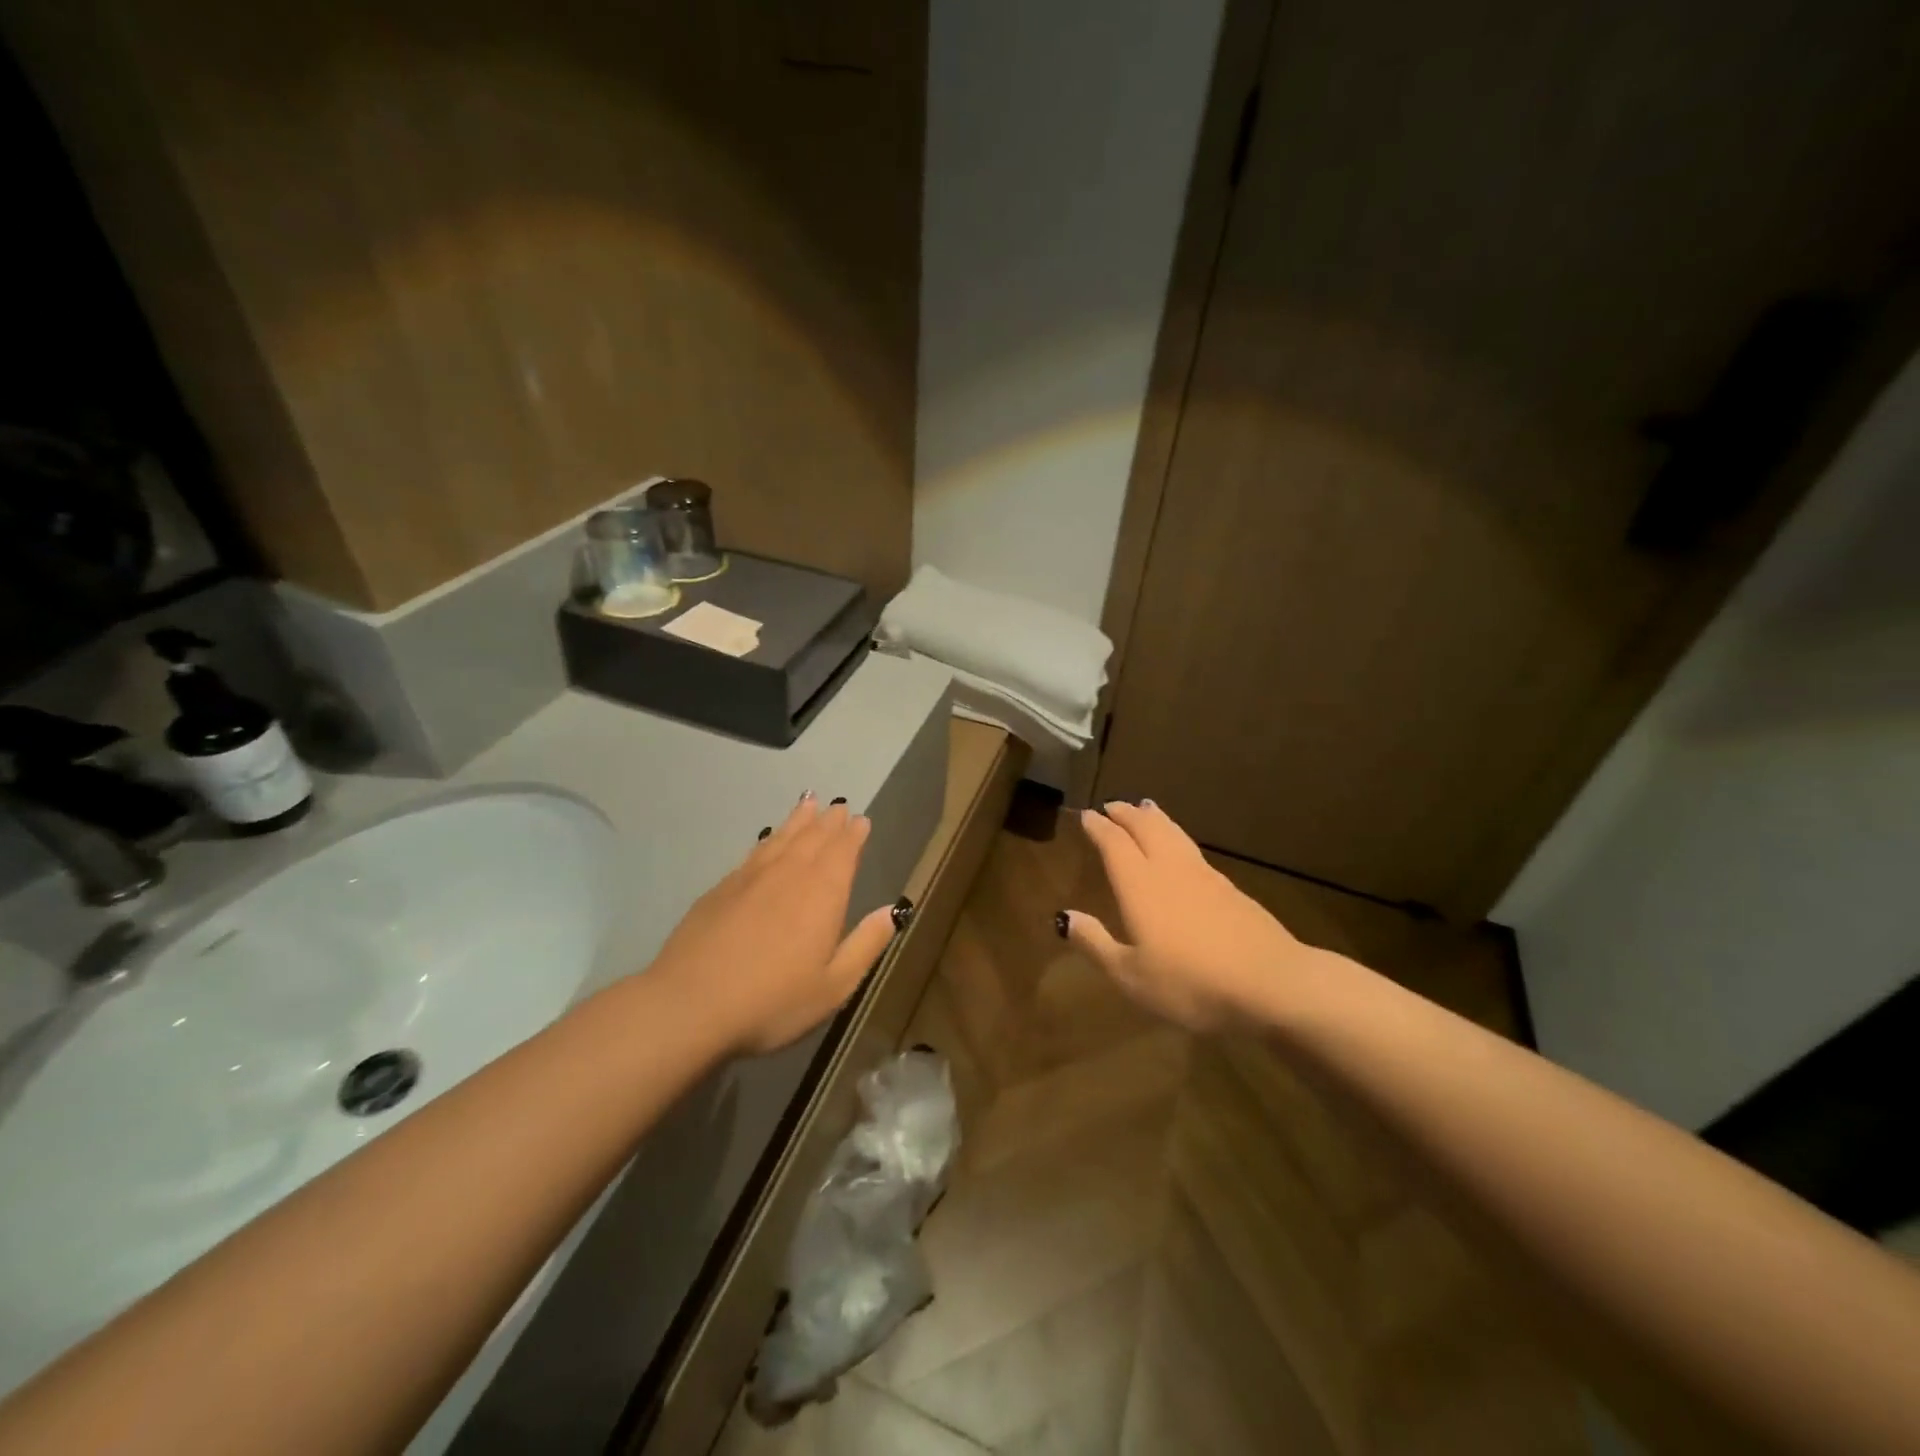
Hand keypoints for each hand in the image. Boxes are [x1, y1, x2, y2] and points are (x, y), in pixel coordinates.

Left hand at [650, 795, 903, 1055]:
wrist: (690, 1005)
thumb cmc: (772, 1001)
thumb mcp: (834, 985)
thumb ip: (866, 944)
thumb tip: (893, 910)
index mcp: (823, 894)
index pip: (843, 852)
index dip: (854, 835)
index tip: (861, 820)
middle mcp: (789, 875)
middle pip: (813, 838)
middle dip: (829, 822)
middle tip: (838, 806)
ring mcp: (751, 878)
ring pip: (782, 838)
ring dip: (798, 820)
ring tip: (808, 803)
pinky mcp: (721, 889)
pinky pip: (754, 853)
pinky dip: (768, 839)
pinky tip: (768, 839)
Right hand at [1063, 801, 1318, 1031]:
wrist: (1271, 983)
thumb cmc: (1191, 983)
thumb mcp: (1131, 975)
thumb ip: (1095, 943)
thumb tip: (1063, 917)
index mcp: (1140, 885)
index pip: (1114, 843)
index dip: (1098, 827)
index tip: (1087, 814)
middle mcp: (1170, 870)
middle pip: (1146, 828)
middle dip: (1127, 813)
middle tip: (1113, 804)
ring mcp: (1205, 876)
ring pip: (1174, 834)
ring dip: (1155, 818)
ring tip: (1146, 807)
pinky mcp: (1230, 889)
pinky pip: (1193, 850)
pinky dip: (1178, 837)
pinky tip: (1182, 849)